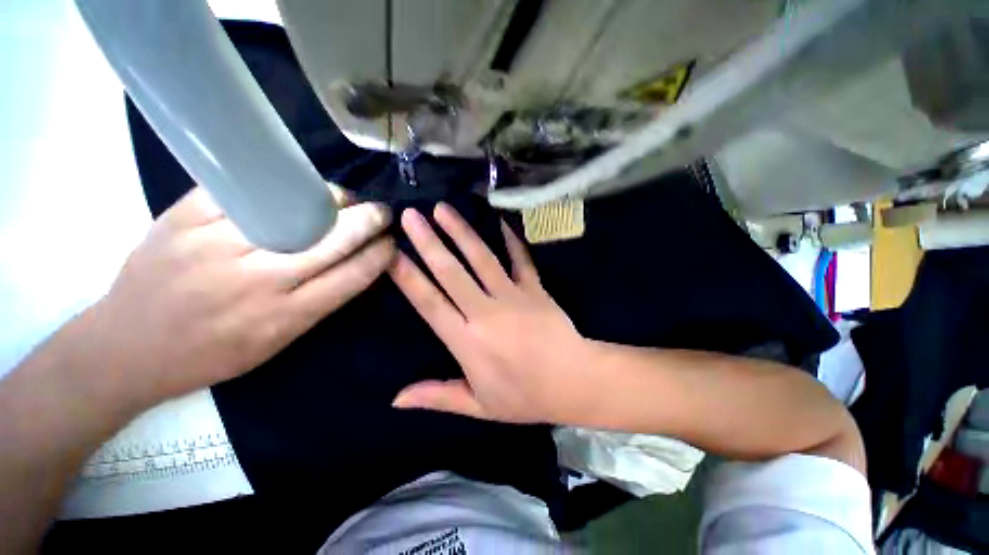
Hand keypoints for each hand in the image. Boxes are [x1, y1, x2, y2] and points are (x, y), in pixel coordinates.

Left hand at [83, 186, 394, 407]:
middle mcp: (258, 280)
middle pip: (332, 239)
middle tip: (382, 212)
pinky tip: (294, 188)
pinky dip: (278, 186)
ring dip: (330, 199)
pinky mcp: (184, 220)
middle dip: (368, 221)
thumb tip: (351, 266)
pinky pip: (245, 191)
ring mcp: (217, 245)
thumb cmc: (209, 354)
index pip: (353, 275)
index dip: (380, 255)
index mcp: (285, 316)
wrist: (125, 349)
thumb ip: (316, 304)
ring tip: (343, 198)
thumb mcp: (275, 344)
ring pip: (294, 209)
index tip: (391, 243)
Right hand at [388, 203, 593, 423]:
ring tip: (443, 208)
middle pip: (451, 272)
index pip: (430, 303)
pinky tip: (501, 220)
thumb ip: (437, 396)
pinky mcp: (535, 289)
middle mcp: (486, 312)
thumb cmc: (525, 398)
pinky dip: (511, 240)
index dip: (409, 277)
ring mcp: (513, 296)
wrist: (575, 382)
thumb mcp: (478, 406)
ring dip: (461, 232)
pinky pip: (521, 259)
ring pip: (482, 259)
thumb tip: (396, 399)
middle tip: (410, 215)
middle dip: (428, 242)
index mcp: (467, 342)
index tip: (391, 253)